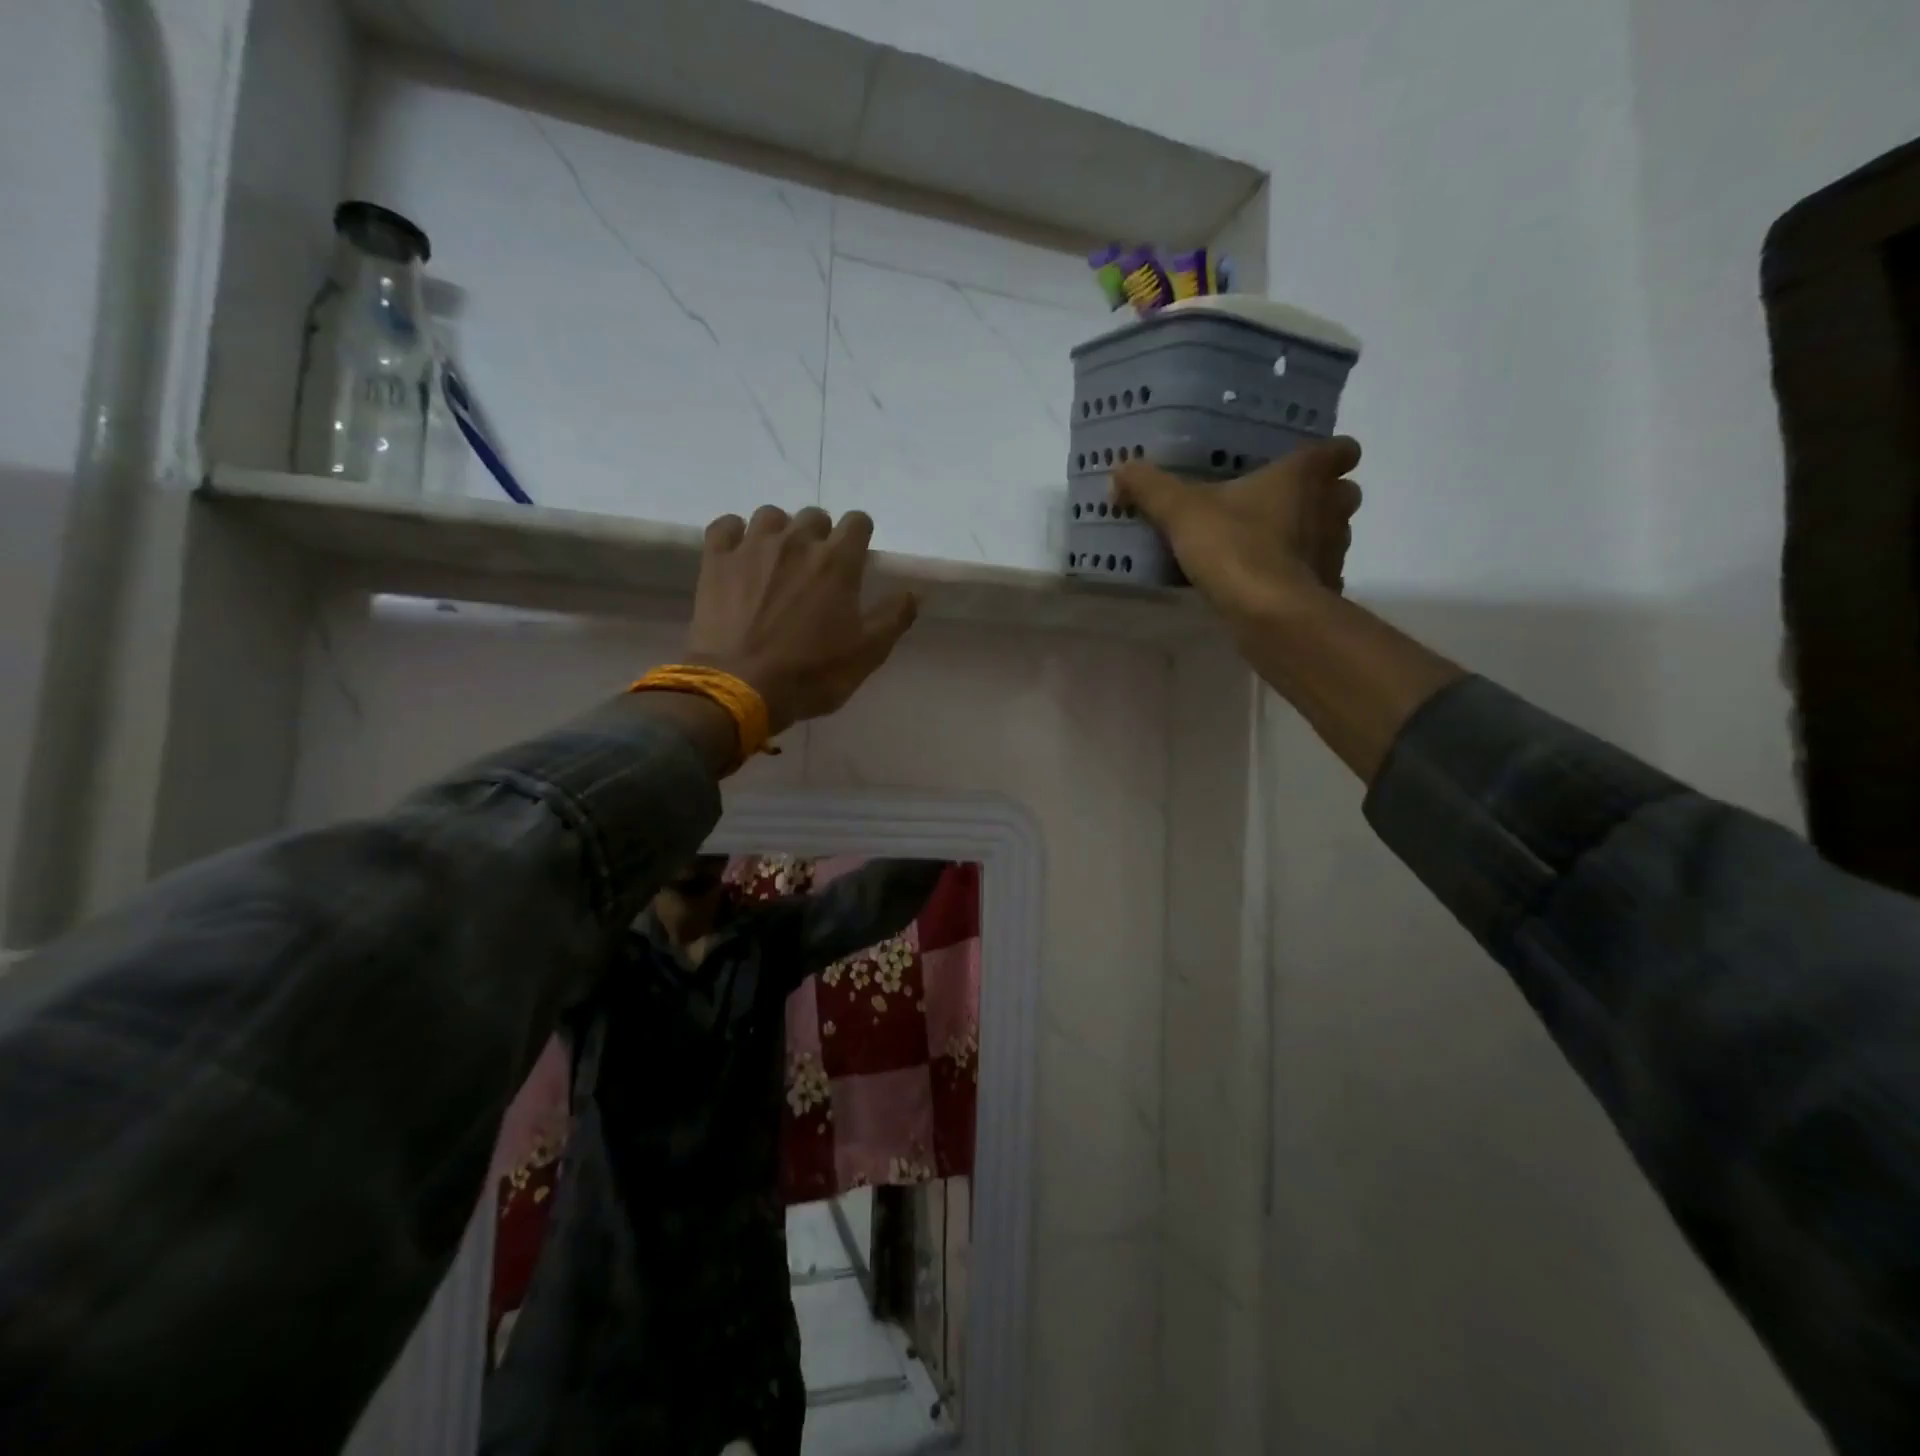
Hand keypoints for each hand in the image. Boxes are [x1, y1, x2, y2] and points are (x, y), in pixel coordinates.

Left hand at [683, 505, 918, 732]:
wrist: (740, 687)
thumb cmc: (811, 674)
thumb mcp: (867, 654)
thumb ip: (894, 617)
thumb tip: (913, 592)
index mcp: (837, 561)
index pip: (857, 521)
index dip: (860, 535)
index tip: (857, 556)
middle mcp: (796, 541)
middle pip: (814, 516)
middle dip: (820, 535)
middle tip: (817, 568)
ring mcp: (752, 546)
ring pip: (771, 515)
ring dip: (780, 531)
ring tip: (778, 561)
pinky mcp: (716, 560)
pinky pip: (726, 525)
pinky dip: (736, 534)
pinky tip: (740, 554)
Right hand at [1112, 437, 1363, 623]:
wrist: (1268, 613)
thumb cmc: (1234, 547)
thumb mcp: (1181, 512)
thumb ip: (1151, 488)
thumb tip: (1120, 468)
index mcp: (1305, 476)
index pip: (1341, 449)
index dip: (1329, 455)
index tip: (1303, 465)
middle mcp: (1331, 507)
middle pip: (1343, 492)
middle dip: (1322, 498)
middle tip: (1282, 508)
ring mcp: (1335, 550)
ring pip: (1334, 533)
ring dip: (1312, 537)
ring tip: (1271, 548)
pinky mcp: (1327, 588)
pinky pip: (1319, 574)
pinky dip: (1302, 577)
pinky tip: (1271, 586)